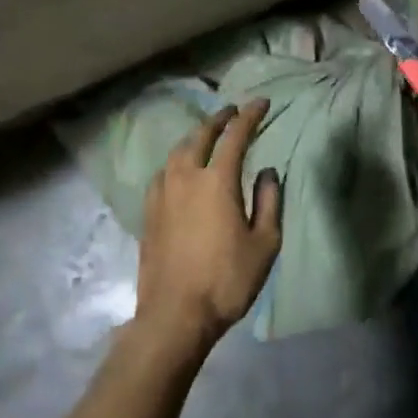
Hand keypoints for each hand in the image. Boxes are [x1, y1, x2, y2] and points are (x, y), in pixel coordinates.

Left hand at [134, 99, 282, 354]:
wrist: (174, 315)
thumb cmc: (227, 280)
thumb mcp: (264, 245)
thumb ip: (268, 202)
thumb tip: (267, 173)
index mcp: (217, 180)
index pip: (235, 135)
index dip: (250, 116)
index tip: (261, 103)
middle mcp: (186, 176)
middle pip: (201, 135)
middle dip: (219, 119)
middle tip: (232, 111)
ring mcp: (162, 192)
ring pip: (178, 151)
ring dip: (195, 137)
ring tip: (207, 135)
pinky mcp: (148, 210)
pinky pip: (164, 171)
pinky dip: (178, 160)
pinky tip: (181, 169)